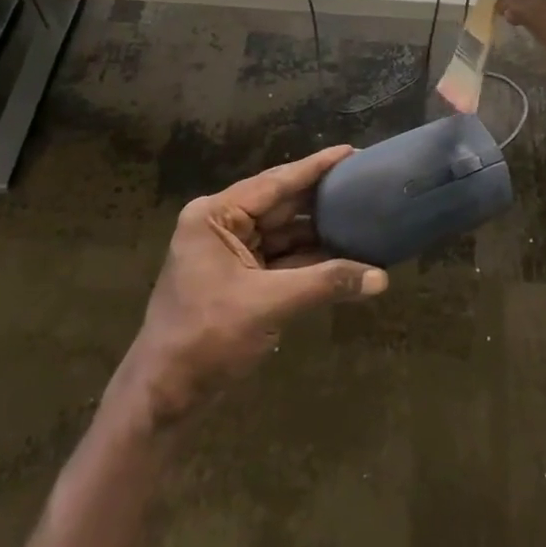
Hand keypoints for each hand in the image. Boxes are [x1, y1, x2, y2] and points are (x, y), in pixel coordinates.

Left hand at [112, 146, 386, 426]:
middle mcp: (222, 225)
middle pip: (280, 204)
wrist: (164, 395)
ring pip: (283, 233)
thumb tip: (381, 278)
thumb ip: (325, 283)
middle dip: (321, 198)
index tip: (351, 150)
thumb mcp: (269, 304)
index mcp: (216, 216)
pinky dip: (309, 259)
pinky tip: (343, 254)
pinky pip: (281, 258)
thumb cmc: (207, 337)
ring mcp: (230, 252)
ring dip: (319, 231)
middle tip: (364, 181)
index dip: (315, 168)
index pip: (274, 183)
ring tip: (361, 215)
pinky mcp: (240, 279)